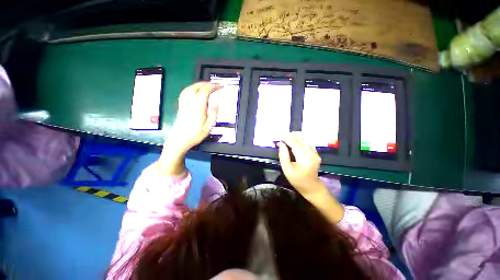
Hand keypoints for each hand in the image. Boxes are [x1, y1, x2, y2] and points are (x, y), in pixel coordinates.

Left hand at [158, 82, 220, 176]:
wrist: (179, 140)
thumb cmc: (195, 135)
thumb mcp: (208, 127)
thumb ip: (213, 114)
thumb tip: (217, 104)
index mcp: (198, 107)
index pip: (205, 91)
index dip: (213, 86)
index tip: (220, 86)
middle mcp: (189, 102)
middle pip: (197, 87)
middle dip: (207, 84)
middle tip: (215, 85)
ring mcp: (184, 103)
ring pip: (190, 88)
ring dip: (199, 84)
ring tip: (207, 85)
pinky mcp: (181, 106)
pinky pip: (185, 92)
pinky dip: (191, 88)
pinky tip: (195, 90)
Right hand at [279, 132, 343, 222]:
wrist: (311, 186)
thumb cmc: (297, 180)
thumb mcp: (286, 169)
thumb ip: (283, 155)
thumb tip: (281, 143)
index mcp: (305, 160)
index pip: (295, 145)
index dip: (287, 139)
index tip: (279, 137)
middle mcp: (312, 155)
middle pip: (300, 141)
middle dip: (290, 138)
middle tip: (281, 138)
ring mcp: (316, 154)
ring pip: (304, 141)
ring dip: (294, 138)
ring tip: (286, 139)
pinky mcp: (316, 153)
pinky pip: (307, 143)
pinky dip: (300, 141)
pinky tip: (293, 142)